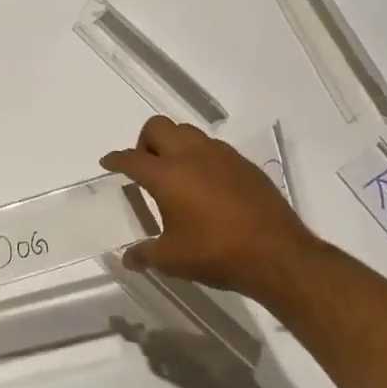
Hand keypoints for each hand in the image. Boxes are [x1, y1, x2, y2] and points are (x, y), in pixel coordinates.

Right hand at [101, 116, 321, 305]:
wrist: (278, 255)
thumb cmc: (216, 254)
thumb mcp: (172, 260)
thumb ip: (145, 254)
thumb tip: (127, 258)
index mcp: (167, 175)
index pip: (132, 158)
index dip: (116, 160)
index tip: (108, 162)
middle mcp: (191, 156)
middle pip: (158, 127)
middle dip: (144, 142)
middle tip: (145, 167)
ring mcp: (222, 156)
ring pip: (188, 132)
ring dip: (174, 144)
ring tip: (176, 173)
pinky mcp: (245, 165)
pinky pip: (214, 147)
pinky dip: (201, 156)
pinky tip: (206, 184)